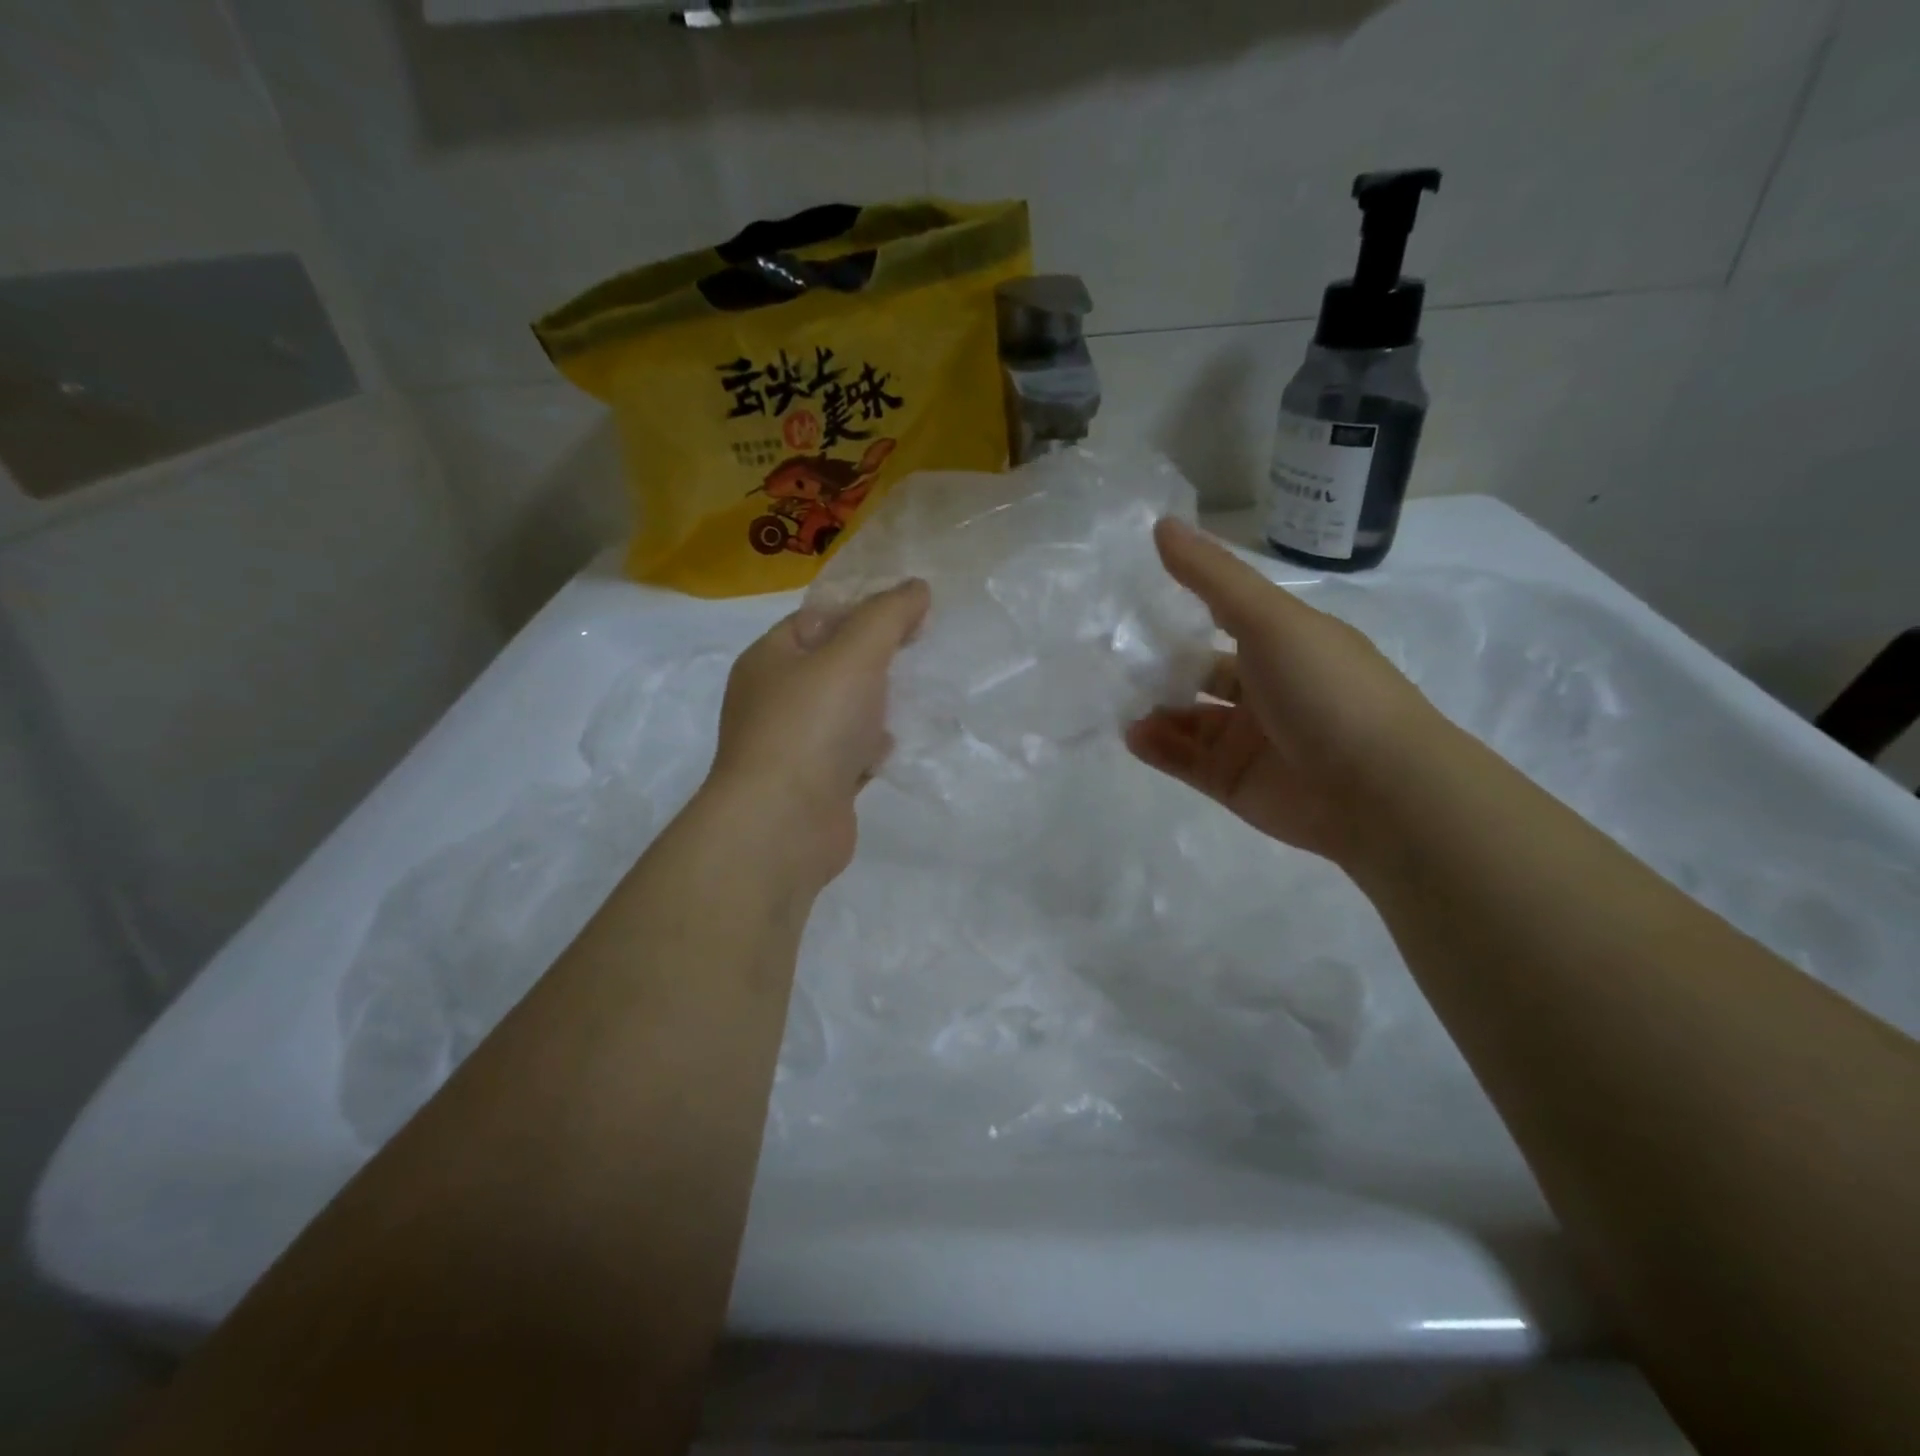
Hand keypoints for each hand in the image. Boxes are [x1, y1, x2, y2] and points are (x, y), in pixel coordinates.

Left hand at [706, 579, 929, 882]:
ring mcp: (793, 744)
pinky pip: (850, 752)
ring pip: (846, 711)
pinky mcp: (815, 783)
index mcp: (770, 659)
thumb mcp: (853, 654)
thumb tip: (916, 587)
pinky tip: (893, 748)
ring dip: (878, 705)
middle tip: (921, 651)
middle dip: (878, 659)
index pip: (819, 618)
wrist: (784, 825)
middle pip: (835, 665)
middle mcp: (775, 699)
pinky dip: (872, 748)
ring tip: (919, 696)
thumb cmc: (812, 725)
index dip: (865, 610)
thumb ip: (887, 616)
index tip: (913, 612)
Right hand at [1126, 519, 1441, 863]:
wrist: (1379, 791)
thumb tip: (1161, 523)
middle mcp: (1267, 690)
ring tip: (1120, 704)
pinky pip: (1186, 761)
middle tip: (1115, 660)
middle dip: (1161, 668)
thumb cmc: (1326, 689)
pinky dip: (1158, 747)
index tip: (1137, 600)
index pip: (1227, 620)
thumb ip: (1212, 577)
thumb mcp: (1270, 619)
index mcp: (1286, 644)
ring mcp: (1250, 740)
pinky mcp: (1235, 783)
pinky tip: (1134, 735)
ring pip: (1189, 721)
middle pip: (1202, 674)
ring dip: (1155, 710)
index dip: (1186, 610)